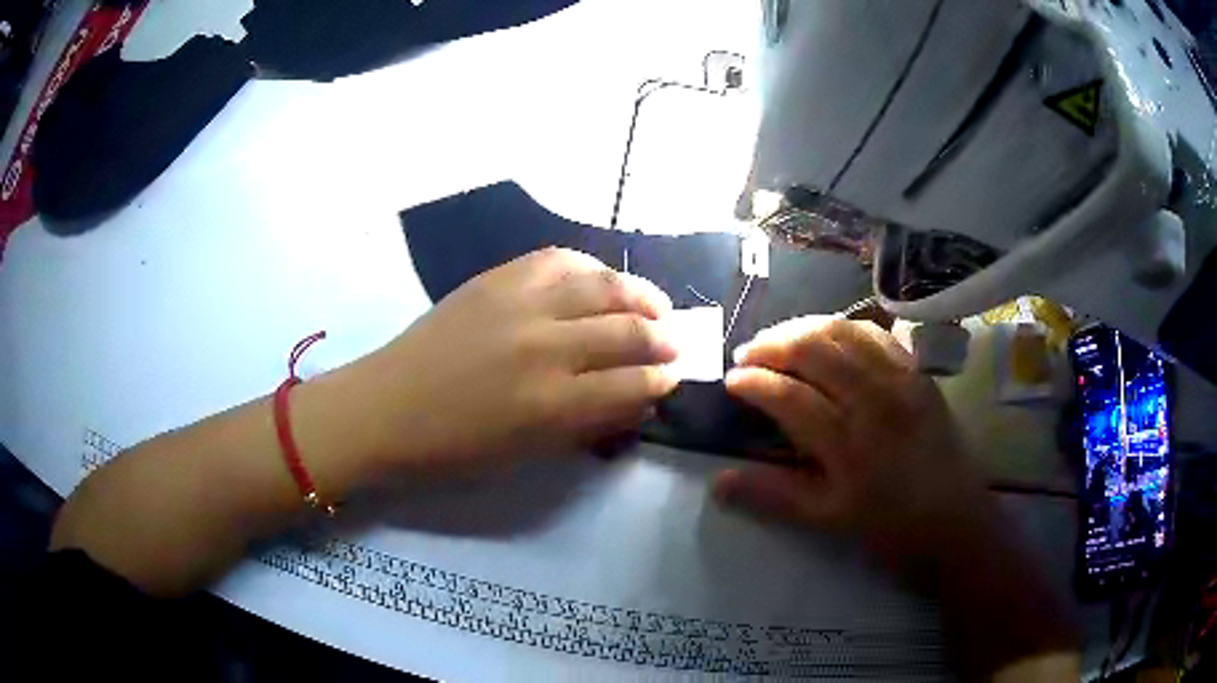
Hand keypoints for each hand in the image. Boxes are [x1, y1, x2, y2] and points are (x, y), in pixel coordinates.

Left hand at [355, 248, 679, 471]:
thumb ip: (589, 424)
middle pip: (629, 330)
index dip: (662, 381)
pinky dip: (591, 268)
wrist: (387, 407)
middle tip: (673, 343)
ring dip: (640, 295)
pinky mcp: (497, 278)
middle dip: (663, 338)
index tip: (671, 378)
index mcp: (553, 404)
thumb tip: (636, 400)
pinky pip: (560, 259)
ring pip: (604, 285)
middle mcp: (546, 346)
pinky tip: (601, 280)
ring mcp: (520, 303)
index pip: (634, 384)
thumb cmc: (455, 448)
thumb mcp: (529, 452)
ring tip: (654, 305)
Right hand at [717, 316, 990, 567]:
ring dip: (803, 328)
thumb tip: (717, 483)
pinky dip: (843, 327)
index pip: (788, 396)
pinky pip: (876, 335)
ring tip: (779, 339)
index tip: (730, 381)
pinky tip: (828, 335)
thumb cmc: (887, 527)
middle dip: (771, 345)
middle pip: (813, 350)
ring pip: (843, 332)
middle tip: (747, 354)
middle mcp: (873, 400)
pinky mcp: (918, 373)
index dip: (752, 383)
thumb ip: (771, 495)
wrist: (954, 521)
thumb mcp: (826, 519)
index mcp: (846, 444)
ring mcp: (900, 380)